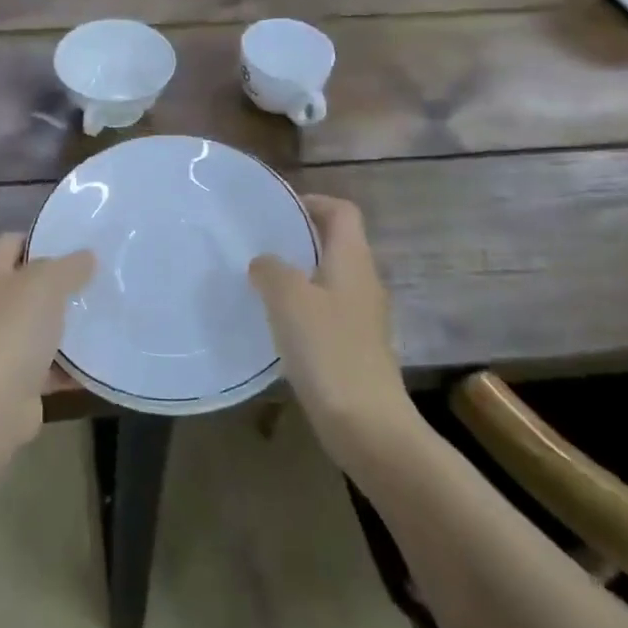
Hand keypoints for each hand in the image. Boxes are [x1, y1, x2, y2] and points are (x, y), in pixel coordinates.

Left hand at [0, 234, 94, 450]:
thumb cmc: (14, 327)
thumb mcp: (48, 282)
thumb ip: (70, 265)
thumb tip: (87, 256)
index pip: (14, 241)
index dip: (44, 240)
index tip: (79, 245)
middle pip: (28, 284)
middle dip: (61, 284)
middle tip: (99, 279)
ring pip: (39, 325)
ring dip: (67, 325)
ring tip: (105, 314)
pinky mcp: (14, 377)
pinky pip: (47, 364)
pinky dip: (69, 364)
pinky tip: (100, 359)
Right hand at [249, 196, 409, 450]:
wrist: (367, 425)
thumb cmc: (328, 350)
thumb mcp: (288, 299)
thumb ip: (271, 270)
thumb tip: (263, 262)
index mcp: (353, 260)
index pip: (342, 211)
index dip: (312, 202)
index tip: (277, 211)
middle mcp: (363, 281)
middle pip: (335, 243)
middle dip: (298, 239)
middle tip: (259, 244)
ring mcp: (362, 317)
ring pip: (328, 279)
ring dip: (298, 275)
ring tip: (260, 281)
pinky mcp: (355, 347)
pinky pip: (326, 312)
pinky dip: (302, 308)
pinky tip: (275, 324)